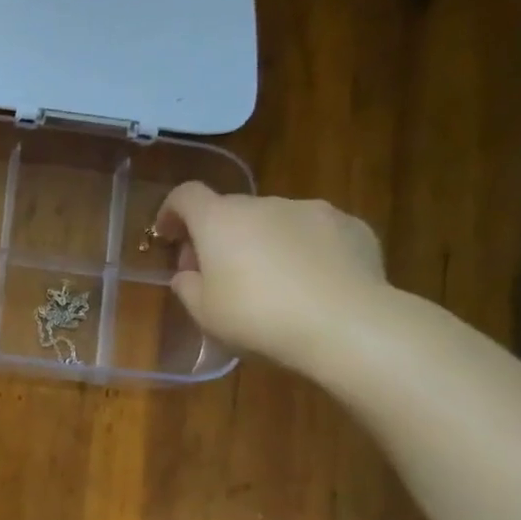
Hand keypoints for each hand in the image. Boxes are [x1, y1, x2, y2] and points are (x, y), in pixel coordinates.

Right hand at [155, 184, 387, 371]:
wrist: (345, 324)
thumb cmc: (257, 317)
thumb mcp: (204, 314)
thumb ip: (188, 287)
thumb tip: (188, 274)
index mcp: (220, 221)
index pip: (186, 195)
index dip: (171, 211)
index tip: (168, 236)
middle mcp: (265, 204)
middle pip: (231, 210)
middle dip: (219, 236)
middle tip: (217, 274)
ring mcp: (312, 210)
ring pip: (275, 220)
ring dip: (263, 242)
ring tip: (271, 283)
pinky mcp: (351, 226)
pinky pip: (314, 233)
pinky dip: (304, 250)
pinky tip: (311, 284)